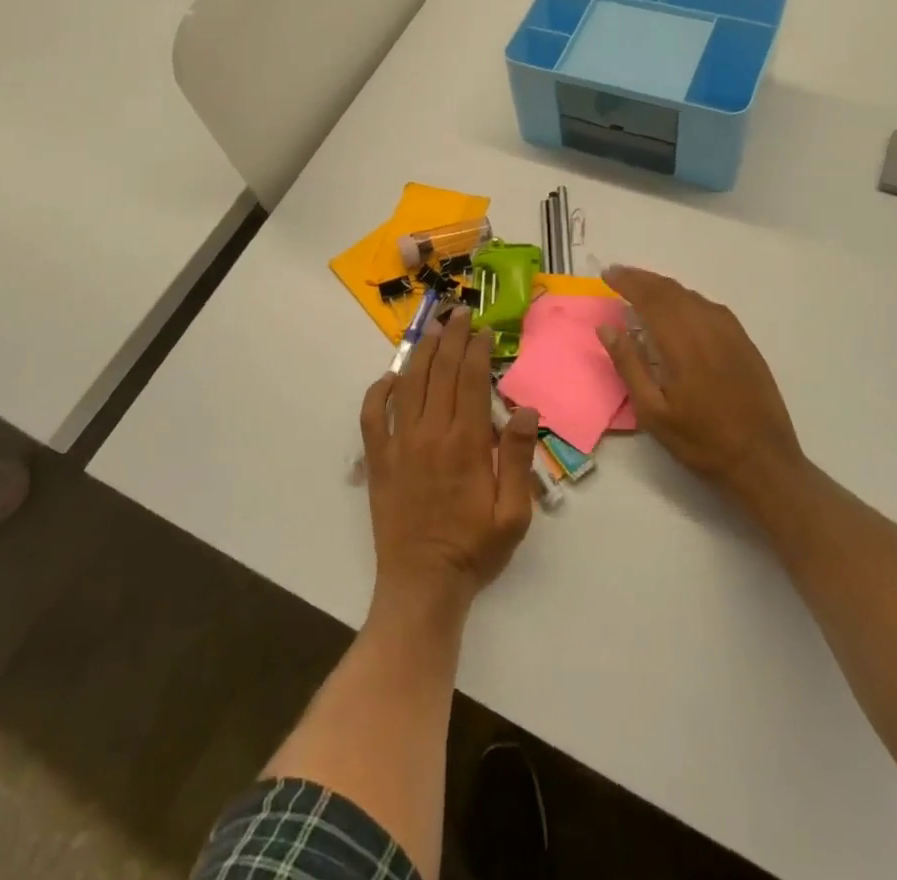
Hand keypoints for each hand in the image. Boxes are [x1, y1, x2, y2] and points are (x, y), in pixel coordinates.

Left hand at [361, 309, 539, 615]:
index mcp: (464, 444)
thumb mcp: (513, 514)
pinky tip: (390, 377)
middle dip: (450, 338)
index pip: (469, 380)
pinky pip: (372, 415)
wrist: (422, 585)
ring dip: (421, 353)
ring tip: (432, 329)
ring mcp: (398, 445)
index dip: (475, 350)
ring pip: (408, 385)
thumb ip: (517, 458)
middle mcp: (429, 434)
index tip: (482, 329)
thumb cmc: (474, 550)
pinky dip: (378, 391)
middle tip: (458, 312)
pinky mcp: (377, 460)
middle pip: (439, 372)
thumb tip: (524, 409)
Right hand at [598, 266, 807, 510]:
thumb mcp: (654, 413)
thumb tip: (607, 328)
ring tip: (642, 288)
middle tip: (618, 274)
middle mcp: (708, 328)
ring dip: (664, 287)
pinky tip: (680, 307)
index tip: (607, 274)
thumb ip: (629, 365)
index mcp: (683, 343)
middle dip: (642, 279)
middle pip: (671, 291)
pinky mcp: (744, 342)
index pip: (650, 299)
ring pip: (691, 296)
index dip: (628, 282)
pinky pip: (710, 306)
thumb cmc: (702, 441)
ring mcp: (730, 333)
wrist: (764, 461)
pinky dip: (687, 298)